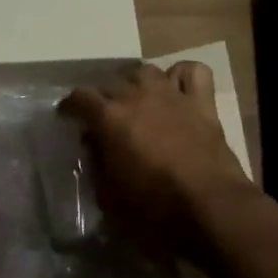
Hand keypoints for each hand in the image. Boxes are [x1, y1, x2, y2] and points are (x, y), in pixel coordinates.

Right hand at [61, 61, 252, 253]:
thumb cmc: (154, 206)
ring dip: (137, 83)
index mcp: (110, 117)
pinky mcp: (202, 101)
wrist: (209, 205)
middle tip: (105, 119)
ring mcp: (172, 94)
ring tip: (138, 101)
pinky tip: (177, 90)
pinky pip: (191, 72)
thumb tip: (94, 147)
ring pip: (146, 71)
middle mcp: (137, 95)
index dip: (70, 107)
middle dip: (103, 98)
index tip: (68, 117)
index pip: (79, 97)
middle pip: (111, 82)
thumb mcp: (109, 195)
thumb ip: (97, 165)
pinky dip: (182, 77)